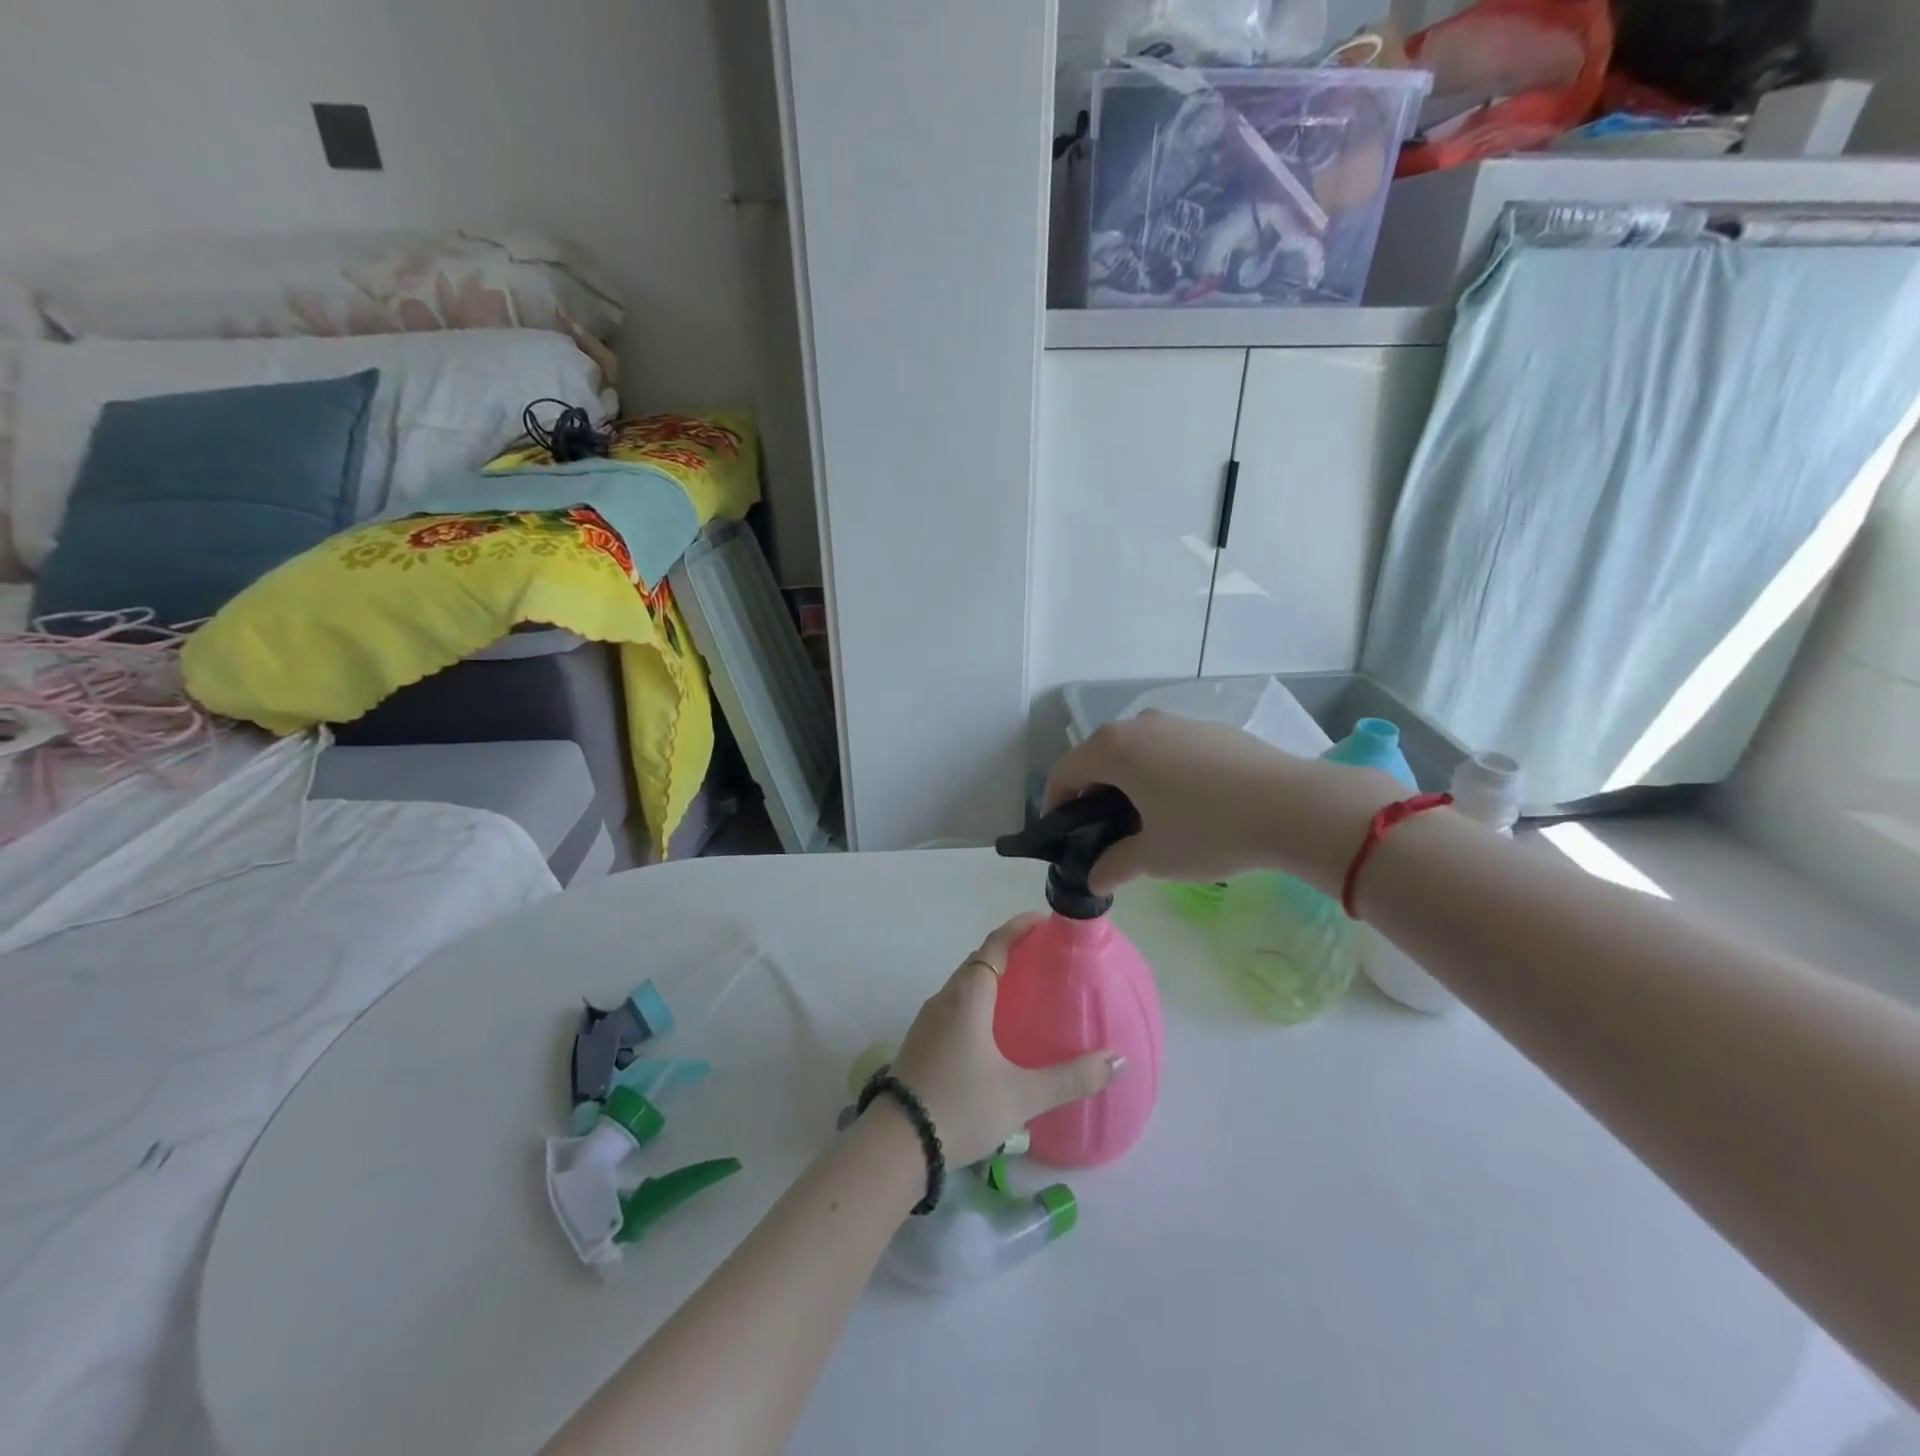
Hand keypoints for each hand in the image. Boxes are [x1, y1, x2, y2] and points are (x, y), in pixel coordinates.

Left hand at [887, 914, 1122, 1169]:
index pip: (995, 945)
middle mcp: (945, 998)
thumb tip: (1117, 1060)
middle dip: (1008, 952)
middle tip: (1043, 958)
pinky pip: (955, 1006)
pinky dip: (978, 1002)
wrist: (895, 1144)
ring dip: (991, 978)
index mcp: (968, 996)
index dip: (1018, 928)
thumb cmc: (960, 1106)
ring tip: (1024, 991)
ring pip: (964, 986)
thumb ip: (1071, 1077)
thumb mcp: (1021, 1095)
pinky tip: (994, 1030)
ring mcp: (928, 1020)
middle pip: (978, 962)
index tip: (1043, 920)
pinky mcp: (921, 1042)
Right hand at [1047, 713, 1402, 895]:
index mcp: (1113, 749)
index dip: (1056, 807)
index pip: (1064, 773)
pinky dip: (1162, 774)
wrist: (1294, 806)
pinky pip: (1170, 750)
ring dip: (1130, 783)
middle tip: (1105, 835)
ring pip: (1137, 752)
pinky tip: (1189, 806)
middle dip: (1093, 795)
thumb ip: (1114, 865)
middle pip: (1099, 758)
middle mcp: (1139, 725)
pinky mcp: (1212, 730)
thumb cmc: (1208, 830)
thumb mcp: (1154, 857)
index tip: (1066, 839)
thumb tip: (1096, 877)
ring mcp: (1179, 722)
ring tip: (1149, 822)